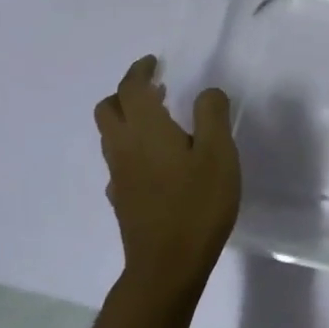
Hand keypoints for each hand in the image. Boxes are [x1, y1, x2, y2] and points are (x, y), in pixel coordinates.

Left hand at [95, 56, 240, 303]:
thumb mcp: (219, 153)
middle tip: (155, 90)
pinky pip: (119, 160)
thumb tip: (207, 92)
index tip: (154, 63)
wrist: (167, 264)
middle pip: (109, 108)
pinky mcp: (122, 198)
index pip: (131, 88)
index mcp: (146, 129)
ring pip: (111, 135)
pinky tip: (158, 161)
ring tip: (162, 121)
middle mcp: (124, 147)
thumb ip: (213, 115)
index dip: (140, 71)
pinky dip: (133, 147)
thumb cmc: (198, 203)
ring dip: (129, 118)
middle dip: (127, 92)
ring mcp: (119, 175)